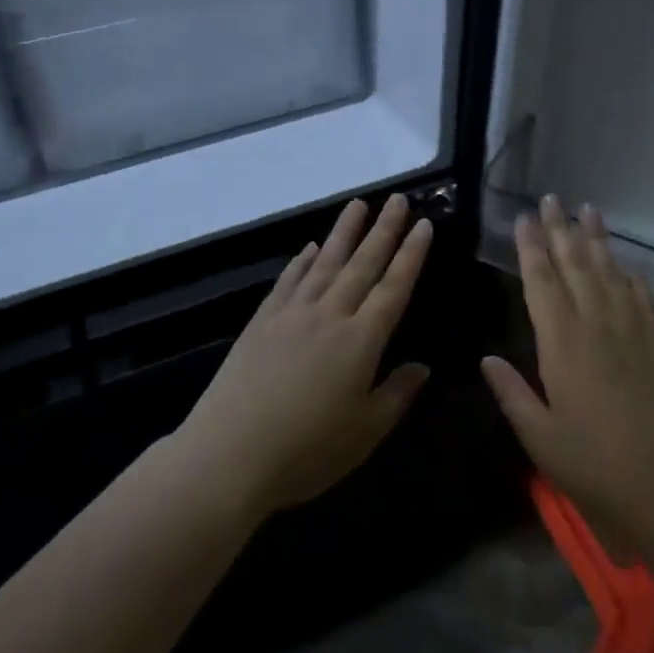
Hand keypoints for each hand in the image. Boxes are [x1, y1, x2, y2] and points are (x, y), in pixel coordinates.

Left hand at [176, 196, 432, 520]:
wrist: (230, 453)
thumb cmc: (306, 451)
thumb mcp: (365, 432)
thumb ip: (396, 394)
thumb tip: (422, 366)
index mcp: (361, 340)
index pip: (394, 287)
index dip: (411, 255)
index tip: (424, 224)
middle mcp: (330, 314)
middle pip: (363, 263)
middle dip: (384, 229)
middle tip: (398, 199)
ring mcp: (293, 312)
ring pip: (326, 261)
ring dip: (345, 231)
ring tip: (359, 204)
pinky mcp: (263, 319)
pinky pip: (289, 279)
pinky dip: (303, 259)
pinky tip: (311, 246)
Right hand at [482, 195, 653, 556]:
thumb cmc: (598, 465)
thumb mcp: (542, 438)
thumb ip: (512, 394)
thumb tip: (485, 359)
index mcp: (562, 343)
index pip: (542, 282)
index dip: (531, 248)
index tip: (523, 218)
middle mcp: (597, 324)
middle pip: (575, 264)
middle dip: (560, 229)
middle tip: (551, 199)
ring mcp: (633, 330)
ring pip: (610, 272)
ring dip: (597, 239)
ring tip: (587, 210)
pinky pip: (643, 297)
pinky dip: (631, 275)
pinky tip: (626, 263)